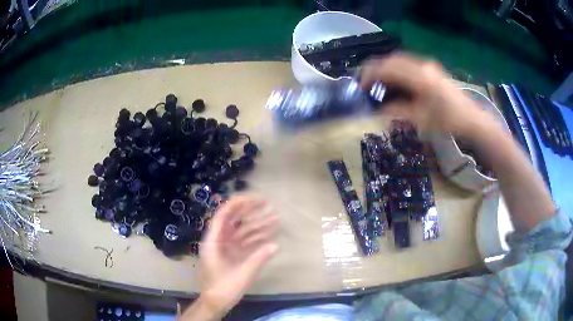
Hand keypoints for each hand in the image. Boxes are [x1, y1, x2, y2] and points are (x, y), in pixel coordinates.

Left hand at [196, 196, 278, 316]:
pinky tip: (271, 235)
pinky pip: (245, 242)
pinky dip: (257, 238)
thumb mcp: (242, 274)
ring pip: (242, 231)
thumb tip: (276, 244)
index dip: (237, 204)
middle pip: (234, 220)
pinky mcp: (233, 255)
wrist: (216, 302)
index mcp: (213, 241)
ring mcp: (226, 248)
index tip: (253, 197)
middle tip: (267, 203)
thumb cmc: (223, 288)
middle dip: (250, 211)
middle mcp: (219, 241)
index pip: (223, 216)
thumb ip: (258, 259)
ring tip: (276, 218)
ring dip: (258, 225)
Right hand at [360, 53, 493, 137]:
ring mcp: (428, 66)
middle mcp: (422, 65)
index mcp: (419, 77)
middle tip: (367, 84)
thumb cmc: (448, 121)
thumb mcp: (421, 119)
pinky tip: (397, 83)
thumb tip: (378, 110)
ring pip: (400, 60)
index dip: (370, 75)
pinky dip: (397, 71)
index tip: (360, 86)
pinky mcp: (432, 70)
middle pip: (392, 60)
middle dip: (376, 70)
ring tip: (379, 84)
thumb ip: (397, 111)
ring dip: (387, 69)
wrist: (472, 119)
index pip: (387, 68)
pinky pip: (408, 64)